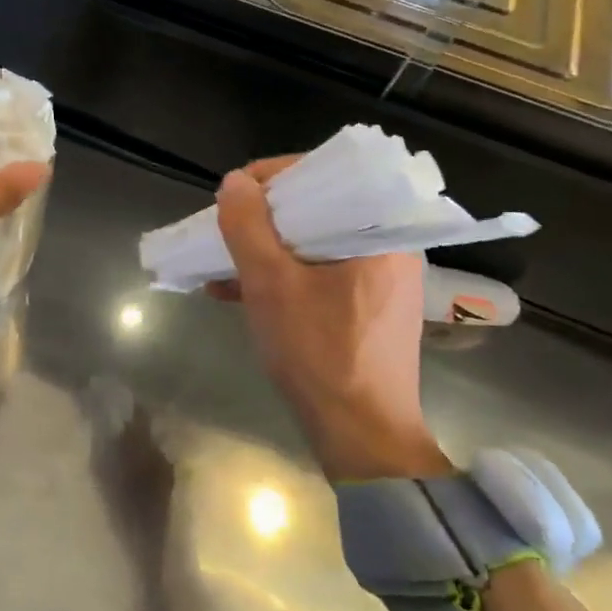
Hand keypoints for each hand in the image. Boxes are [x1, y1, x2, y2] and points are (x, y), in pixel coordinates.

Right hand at [211, 159, 450, 481]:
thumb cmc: (318, 354)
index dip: (271, 178)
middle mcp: (390, 245)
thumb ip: (248, 227)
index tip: (232, 198)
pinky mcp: (369, 305)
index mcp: (381, 230)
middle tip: (225, 230)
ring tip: (221, 263)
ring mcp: (381, 278)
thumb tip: (234, 182)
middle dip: (262, 219)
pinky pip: (320, 272)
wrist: (361, 436)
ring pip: (314, 242)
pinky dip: (283, 275)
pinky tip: (237, 291)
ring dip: (266, 249)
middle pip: (318, 208)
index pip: (325, 174)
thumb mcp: (270, 285)